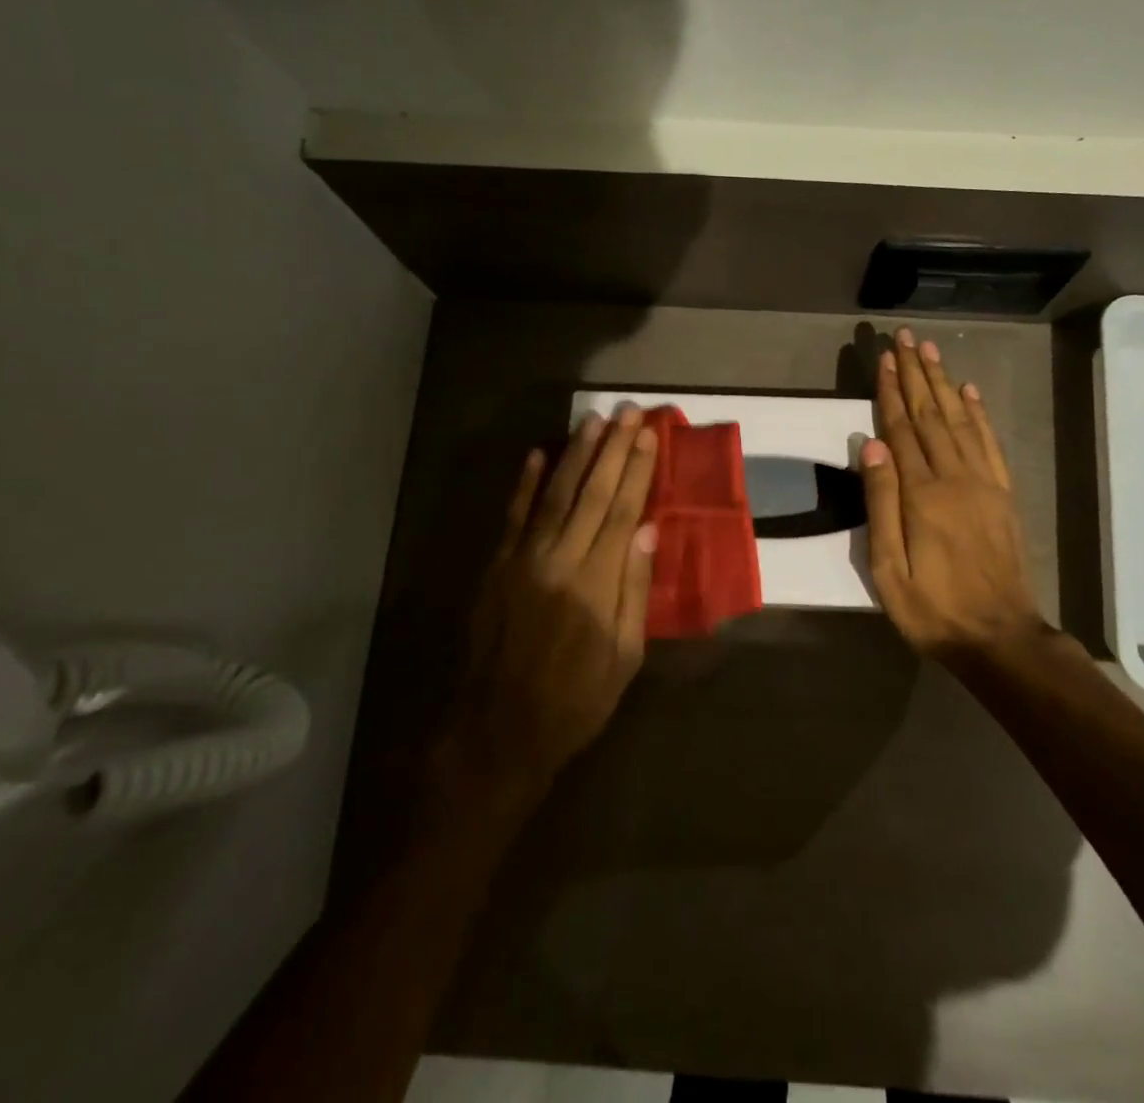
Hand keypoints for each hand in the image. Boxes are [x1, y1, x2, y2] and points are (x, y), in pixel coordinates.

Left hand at [438, 407, 658, 801]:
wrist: (496, 732)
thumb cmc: (574, 701)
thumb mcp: (623, 658)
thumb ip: (634, 590)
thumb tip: (647, 531)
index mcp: (594, 584)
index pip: (622, 512)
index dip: (636, 470)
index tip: (649, 435)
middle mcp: (557, 560)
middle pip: (590, 493)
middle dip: (611, 449)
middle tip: (627, 411)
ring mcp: (520, 560)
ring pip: (553, 494)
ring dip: (574, 454)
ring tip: (593, 421)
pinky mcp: (495, 568)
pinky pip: (512, 516)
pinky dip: (525, 484)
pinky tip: (537, 454)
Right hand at [858, 329, 1043, 657]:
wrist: (999, 637)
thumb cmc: (933, 610)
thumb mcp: (889, 571)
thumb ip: (881, 505)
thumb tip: (871, 446)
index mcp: (922, 495)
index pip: (901, 430)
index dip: (891, 392)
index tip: (884, 359)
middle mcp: (955, 478)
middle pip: (930, 415)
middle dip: (916, 374)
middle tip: (906, 338)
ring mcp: (984, 483)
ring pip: (959, 421)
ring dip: (943, 383)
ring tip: (931, 351)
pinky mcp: (1003, 494)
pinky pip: (989, 443)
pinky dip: (978, 414)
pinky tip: (969, 392)